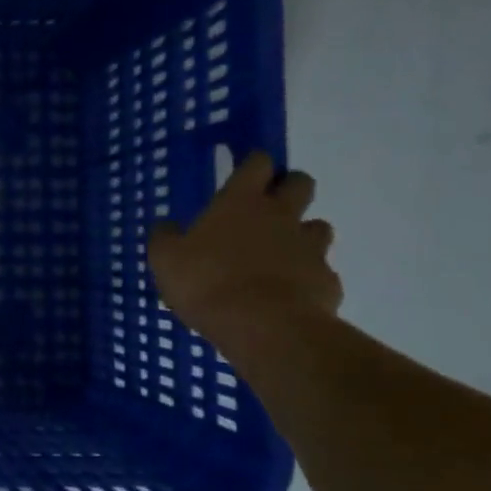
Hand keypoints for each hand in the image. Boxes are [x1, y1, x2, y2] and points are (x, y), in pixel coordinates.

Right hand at [146, 151, 341, 344]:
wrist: (264, 327)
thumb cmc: (207, 283)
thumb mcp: (165, 260)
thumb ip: (165, 237)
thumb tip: (166, 224)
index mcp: (240, 202)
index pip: (257, 163)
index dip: (254, 164)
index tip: (245, 174)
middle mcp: (281, 215)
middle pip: (300, 183)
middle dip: (289, 189)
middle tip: (268, 209)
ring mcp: (309, 247)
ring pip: (318, 227)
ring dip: (303, 234)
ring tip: (280, 256)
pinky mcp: (326, 280)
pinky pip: (320, 271)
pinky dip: (307, 278)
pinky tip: (289, 295)